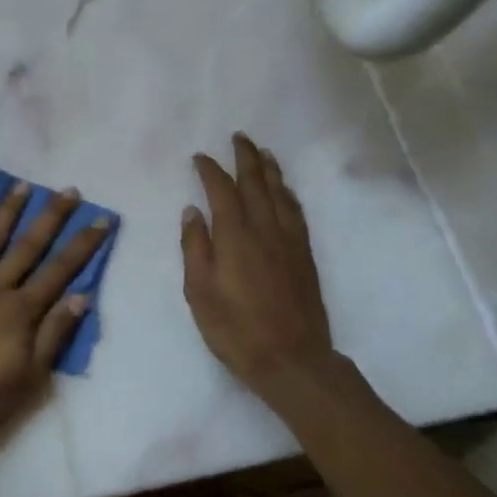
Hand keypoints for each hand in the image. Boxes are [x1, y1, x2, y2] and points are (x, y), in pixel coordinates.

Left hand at [0, 182, 109, 440]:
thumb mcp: (29, 378)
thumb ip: (54, 335)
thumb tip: (82, 297)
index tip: (101, 218)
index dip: (83, 244)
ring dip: (7, 212)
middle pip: (28, 247)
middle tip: (68, 190)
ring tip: (21, 185)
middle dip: (51, 217)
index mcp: (21, 311)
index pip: (60, 271)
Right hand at [182, 135, 342, 398]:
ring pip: (280, 194)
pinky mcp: (304, 255)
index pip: (222, 192)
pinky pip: (296, 212)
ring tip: (263, 152)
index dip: (210, 171)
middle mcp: (264, 230)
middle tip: (239, 137)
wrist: (291, 358)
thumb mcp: (199, 292)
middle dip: (245, 158)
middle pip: (256, 183)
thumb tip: (192, 211)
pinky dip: (288, 194)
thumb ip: (194, 248)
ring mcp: (289, 241)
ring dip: (270, 170)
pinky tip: (285, 191)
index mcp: (234, 236)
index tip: (200, 157)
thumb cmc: (235, 329)